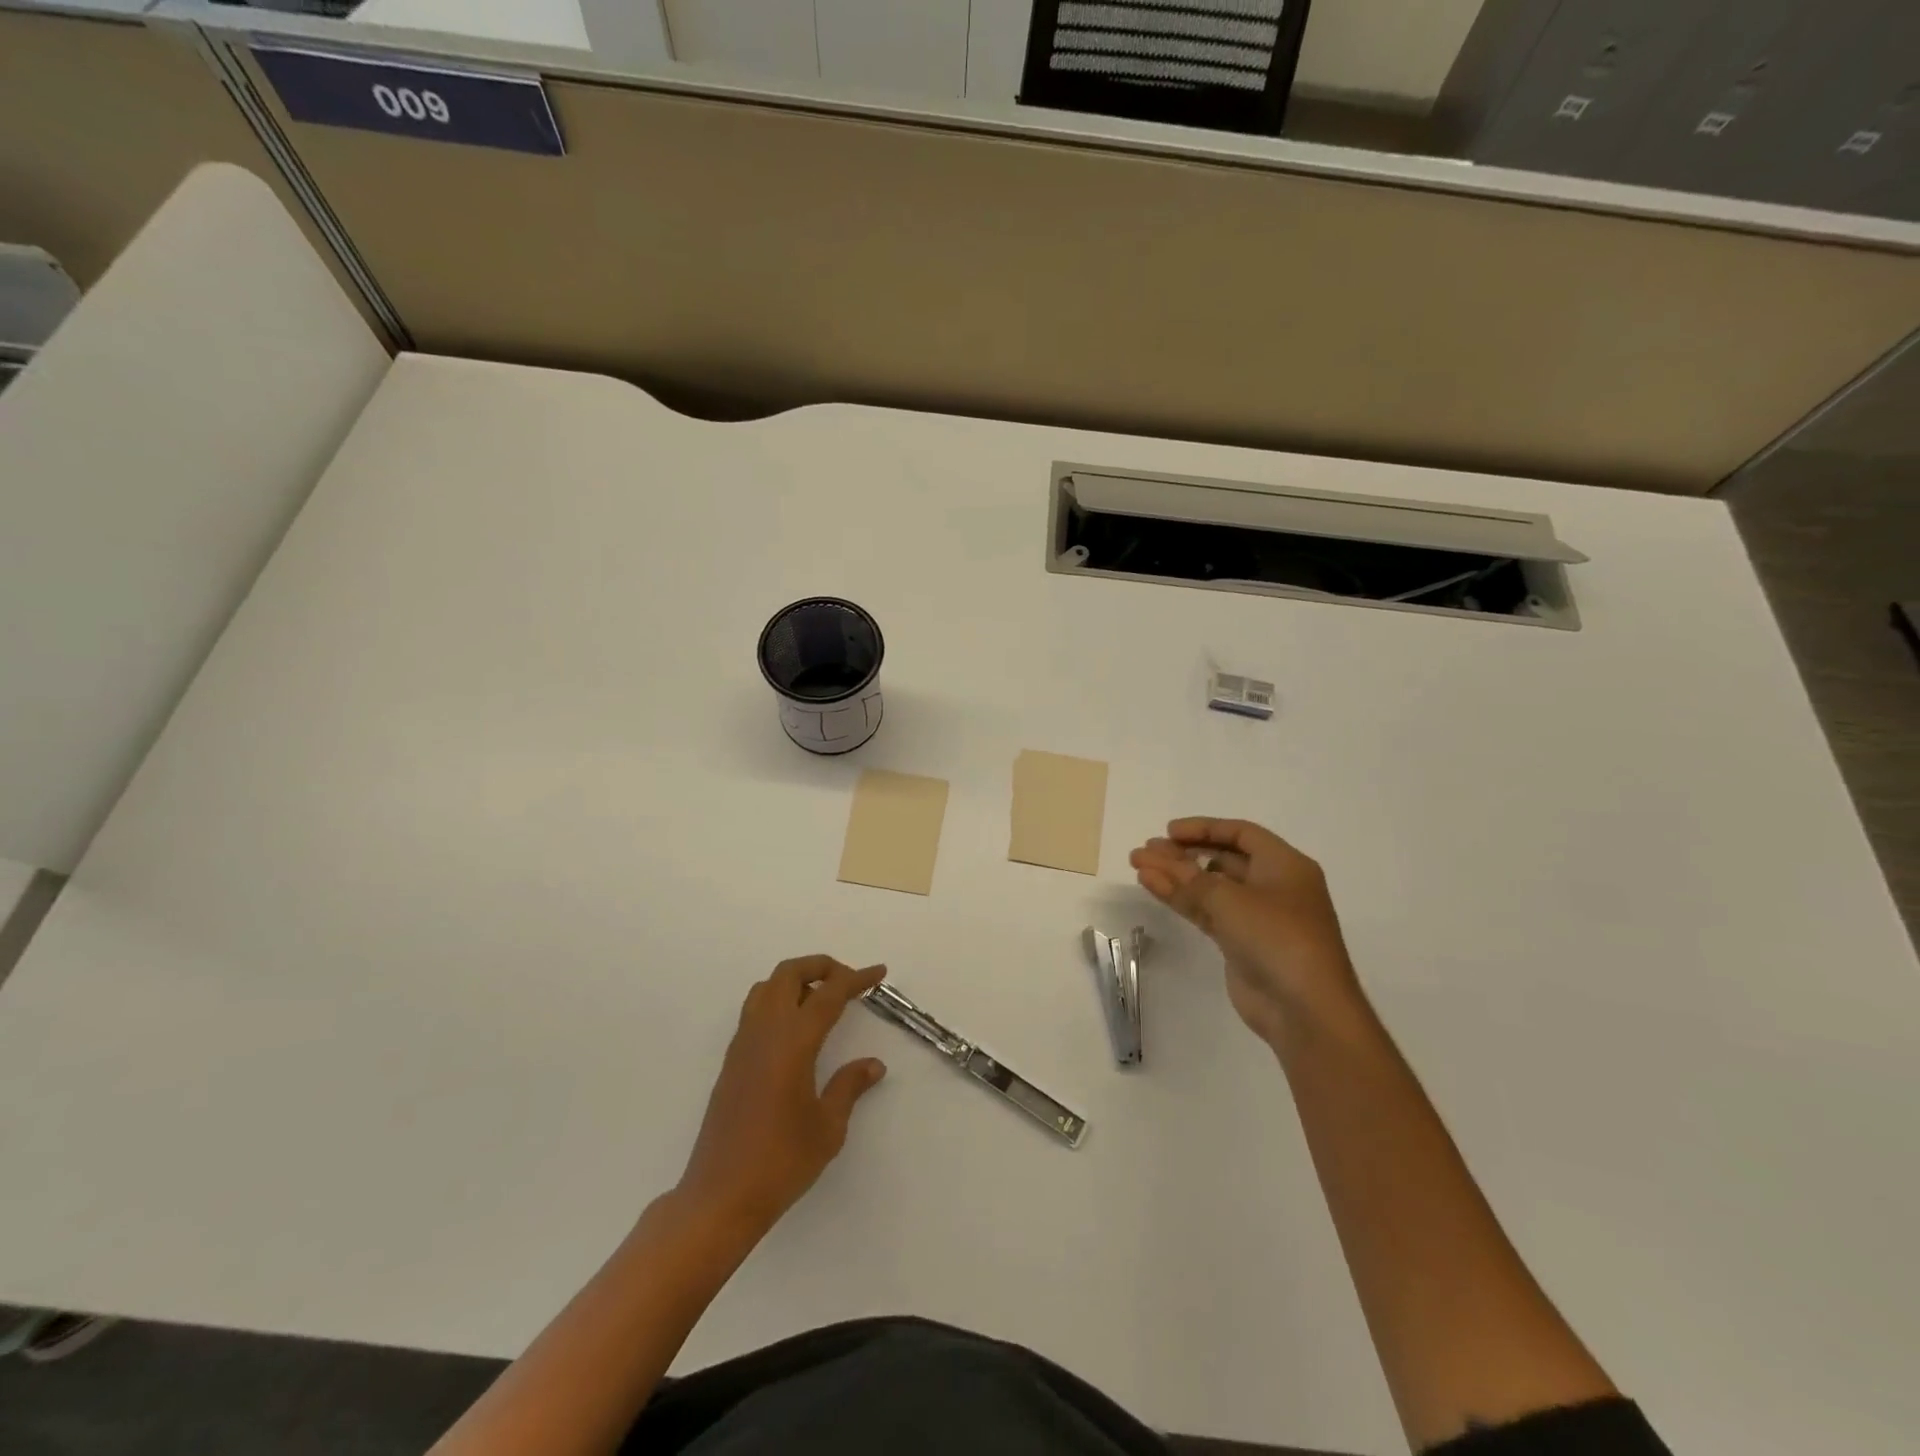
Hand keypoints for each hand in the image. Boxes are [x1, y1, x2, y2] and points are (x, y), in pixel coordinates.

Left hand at [677, 956, 887, 1233]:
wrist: (720, 1197)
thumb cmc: (781, 1162)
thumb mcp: (828, 1127)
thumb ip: (849, 1087)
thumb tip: (872, 1065)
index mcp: (793, 1042)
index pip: (829, 994)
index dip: (856, 978)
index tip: (878, 973)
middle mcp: (765, 1032)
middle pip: (789, 974)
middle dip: (821, 967)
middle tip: (848, 982)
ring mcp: (743, 1044)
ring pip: (766, 987)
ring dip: (796, 980)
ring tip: (822, 999)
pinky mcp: (731, 1061)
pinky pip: (755, 1010)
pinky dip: (778, 1000)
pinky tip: (795, 1029)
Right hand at [1130, 818, 1361, 1044]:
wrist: (1305, 1009)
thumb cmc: (1278, 937)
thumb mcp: (1230, 899)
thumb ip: (1189, 877)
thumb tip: (1156, 859)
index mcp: (1285, 866)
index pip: (1242, 834)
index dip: (1204, 828)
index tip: (1169, 831)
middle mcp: (1273, 887)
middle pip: (1223, 859)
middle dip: (1184, 853)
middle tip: (1147, 849)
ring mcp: (1256, 917)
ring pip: (1210, 887)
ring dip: (1175, 875)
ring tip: (1138, 864)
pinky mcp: (1241, 944)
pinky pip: (1207, 911)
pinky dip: (1181, 899)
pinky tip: (1152, 886)